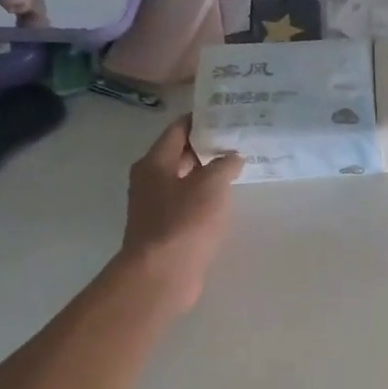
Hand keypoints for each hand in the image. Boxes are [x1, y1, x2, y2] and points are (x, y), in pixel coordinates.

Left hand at [114, 118, 243, 315]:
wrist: (161, 274)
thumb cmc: (184, 222)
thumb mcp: (211, 186)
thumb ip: (224, 165)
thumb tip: (233, 156)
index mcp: (154, 163)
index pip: (178, 130)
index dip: (201, 120)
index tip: (226, 114)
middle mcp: (150, 180)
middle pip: (180, 154)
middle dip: (207, 147)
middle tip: (238, 140)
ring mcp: (156, 206)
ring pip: (185, 180)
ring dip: (208, 174)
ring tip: (237, 169)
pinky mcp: (166, 229)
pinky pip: (188, 204)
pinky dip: (205, 198)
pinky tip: (225, 201)